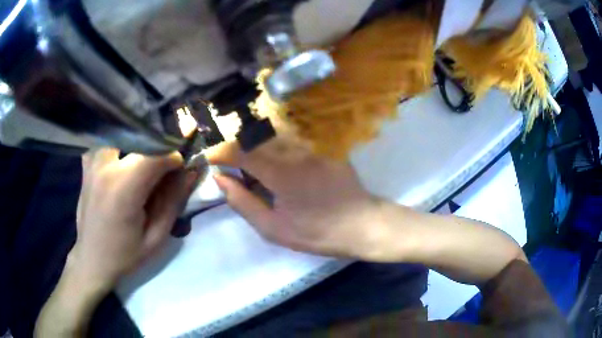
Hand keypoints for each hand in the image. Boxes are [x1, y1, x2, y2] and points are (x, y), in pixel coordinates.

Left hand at [71, 149, 198, 288]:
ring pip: (122, 135)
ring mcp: (93, 163)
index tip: (182, 166)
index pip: (155, 153)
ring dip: (138, 143)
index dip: (174, 155)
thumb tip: (190, 172)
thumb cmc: (125, 254)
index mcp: (123, 189)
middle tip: (168, 164)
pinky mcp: (87, 165)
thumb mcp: (156, 238)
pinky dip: (117, 145)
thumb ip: (173, 202)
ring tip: (145, 161)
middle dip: (159, 147)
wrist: (92, 259)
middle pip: (140, 139)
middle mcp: (106, 168)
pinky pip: (105, 143)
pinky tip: (122, 159)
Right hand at [205, 139, 387, 258]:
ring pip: (272, 134)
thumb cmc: (317, 232)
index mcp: (280, 172)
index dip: (220, 152)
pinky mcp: (324, 144)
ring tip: (248, 163)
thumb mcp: (273, 228)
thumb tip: (220, 179)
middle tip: (228, 163)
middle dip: (235, 147)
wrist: (361, 224)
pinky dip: (274, 144)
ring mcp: (312, 144)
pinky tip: (274, 160)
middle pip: (254, 136)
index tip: (209, 159)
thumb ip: (242, 202)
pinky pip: (291, 137)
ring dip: (254, 144)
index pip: (240, 151)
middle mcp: (295, 150)